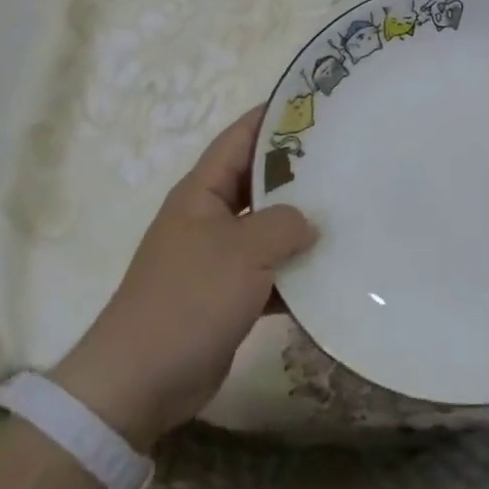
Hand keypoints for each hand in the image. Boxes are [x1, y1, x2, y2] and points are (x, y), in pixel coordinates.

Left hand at [51, 106, 315, 450]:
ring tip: (349, 214)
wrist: (139, 383)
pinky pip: (268, 274)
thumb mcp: (243, 252)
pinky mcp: (227, 297)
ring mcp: (216, 259)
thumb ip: (284, 225)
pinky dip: (294, 275)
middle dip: (298, 173)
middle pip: (258, 183)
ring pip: (267, 230)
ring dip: (300, 228)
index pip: (240, 139)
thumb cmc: (189, 300)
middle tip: (346, 160)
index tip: (315, 106)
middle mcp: (208, 218)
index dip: (273, 118)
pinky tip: (331, 274)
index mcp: (201, 193)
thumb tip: (310, 222)